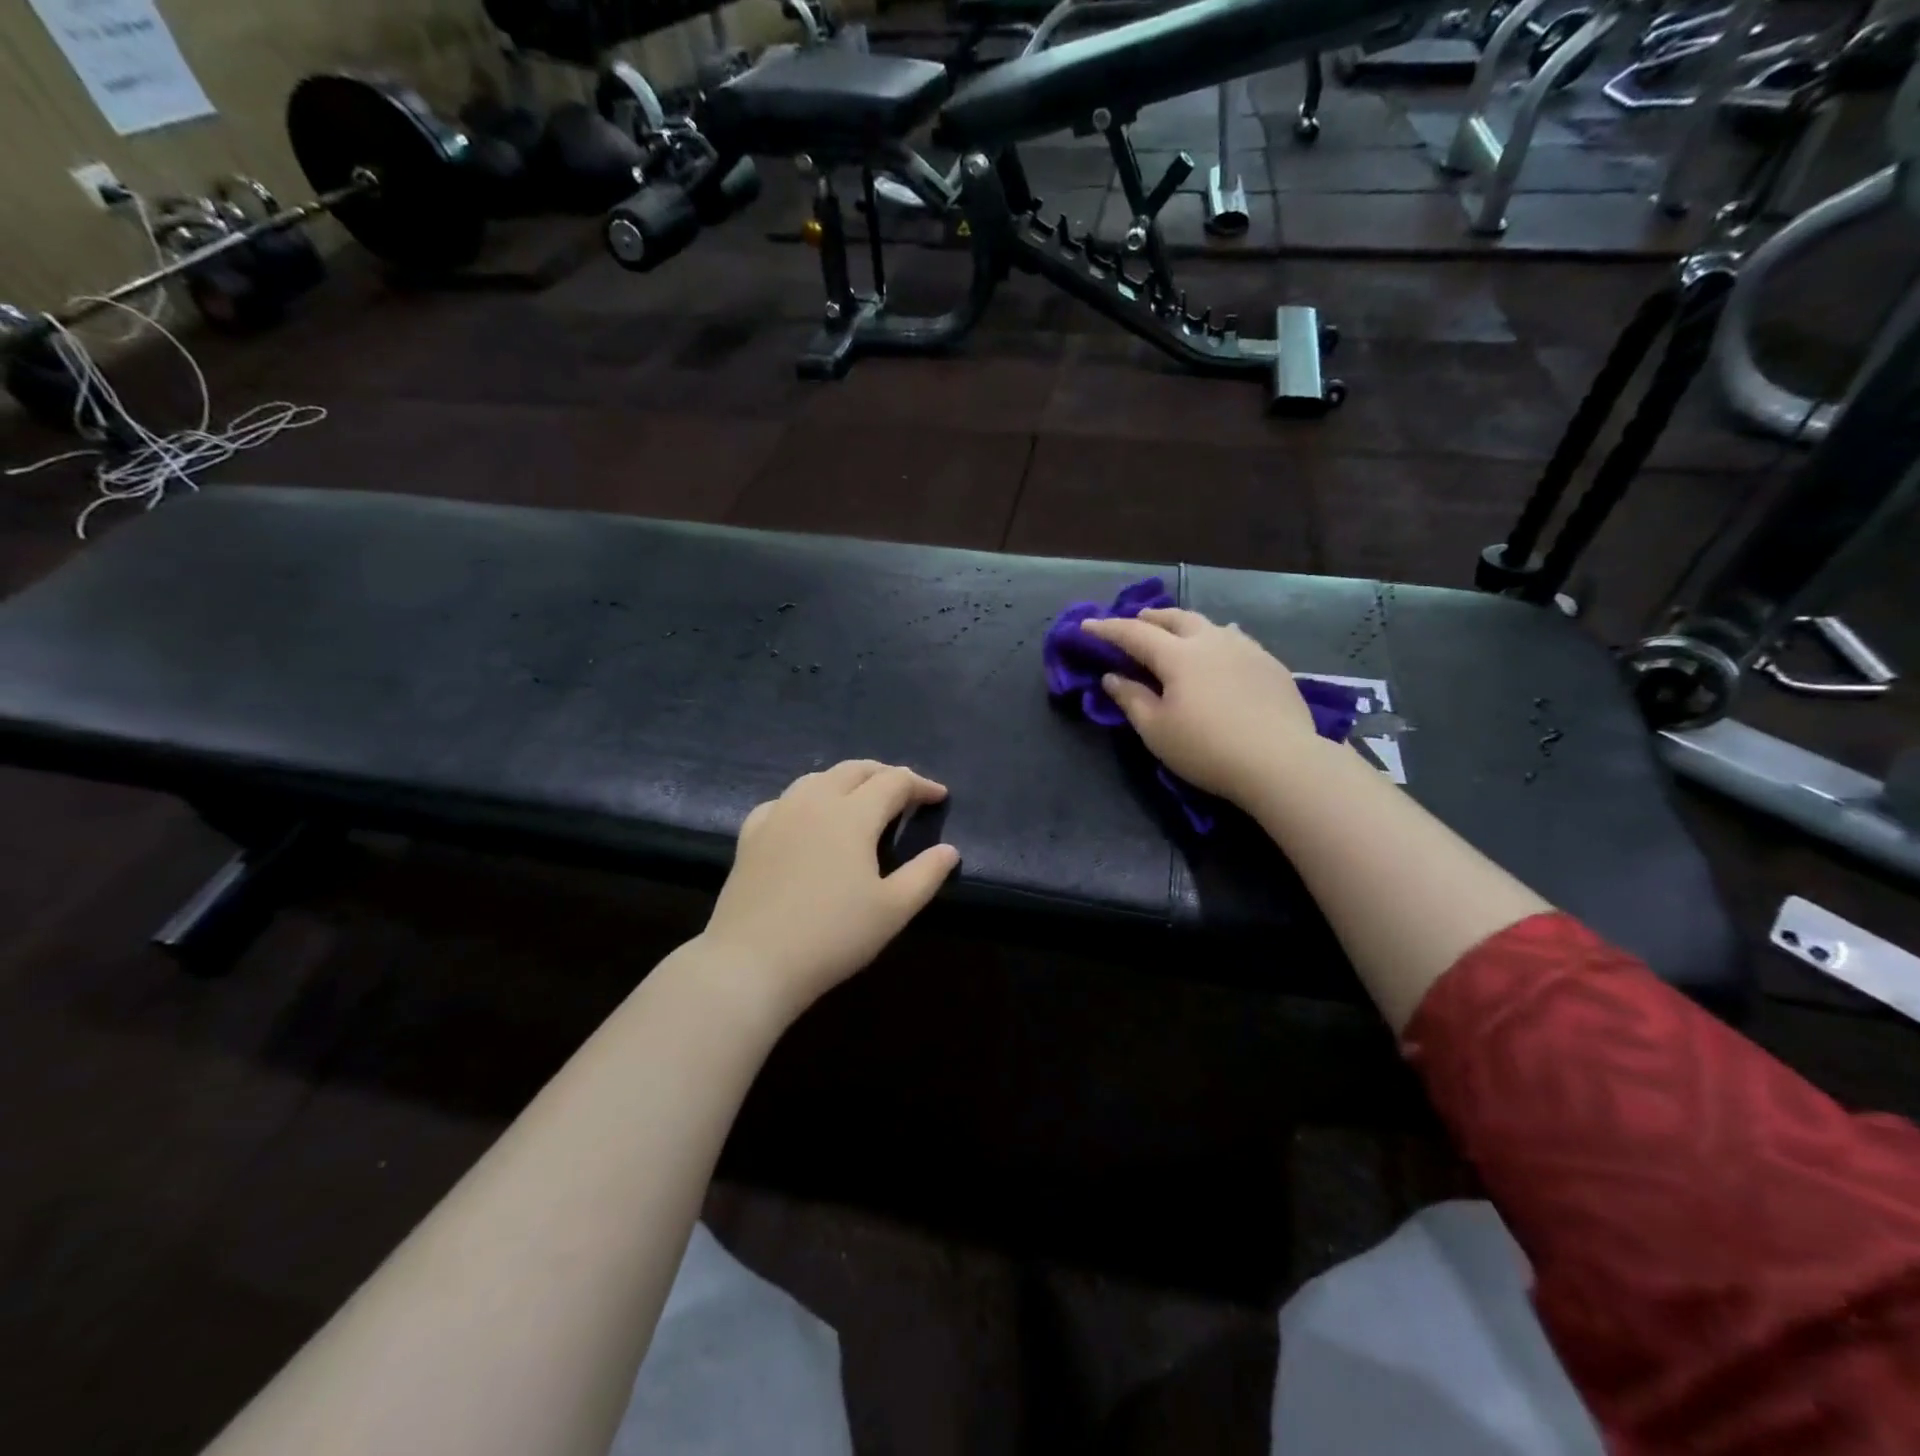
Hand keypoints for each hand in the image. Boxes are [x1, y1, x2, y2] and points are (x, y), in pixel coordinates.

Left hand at [701, 760, 959, 1020]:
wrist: (752, 961)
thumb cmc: (833, 935)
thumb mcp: (893, 910)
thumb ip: (926, 874)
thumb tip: (949, 850)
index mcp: (853, 814)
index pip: (894, 782)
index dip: (921, 785)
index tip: (939, 797)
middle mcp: (815, 801)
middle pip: (855, 770)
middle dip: (885, 774)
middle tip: (905, 792)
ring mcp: (778, 814)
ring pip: (817, 778)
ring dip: (847, 780)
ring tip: (861, 799)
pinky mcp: (751, 834)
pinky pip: (784, 800)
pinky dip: (807, 799)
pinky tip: (807, 818)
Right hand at [1079, 609, 1325, 806]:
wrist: (1281, 761)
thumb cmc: (1207, 749)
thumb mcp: (1157, 730)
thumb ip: (1131, 699)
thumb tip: (1112, 677)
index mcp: (1178, 655)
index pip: (1134, 634)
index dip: (1107, 629)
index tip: (1086, 626)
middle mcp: (1211, 641)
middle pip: (1176, 618)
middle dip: (1151, 618)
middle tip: (1136, 621)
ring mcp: (1246, 649)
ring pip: (1209, 625)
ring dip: (1186, 625)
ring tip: (1178, 633)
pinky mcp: (1271, 665)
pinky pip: (1236, 640)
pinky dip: (1216, 639)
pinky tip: (1222, 652)